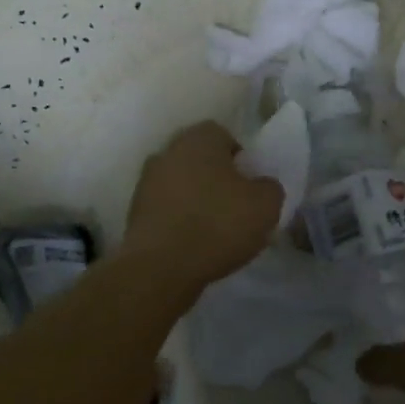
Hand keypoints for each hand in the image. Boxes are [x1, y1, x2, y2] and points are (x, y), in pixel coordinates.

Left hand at [123, 122, 283, 290]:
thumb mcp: (266, 206)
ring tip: (214, 230)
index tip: (249, 185)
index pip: (224, 136)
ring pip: (181, 183)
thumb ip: (270, 187)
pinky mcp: (135, 211)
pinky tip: (193, 243)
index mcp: (199, 139)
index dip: (240, 159)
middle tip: (234, 206)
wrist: (161, 267)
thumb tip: (262, 186)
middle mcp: (168, 151)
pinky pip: (166, 208)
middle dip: (216, 178)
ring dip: (195, 199)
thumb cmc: (218, 224)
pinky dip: (179, 220)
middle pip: (199, 159)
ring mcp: (146, 181)